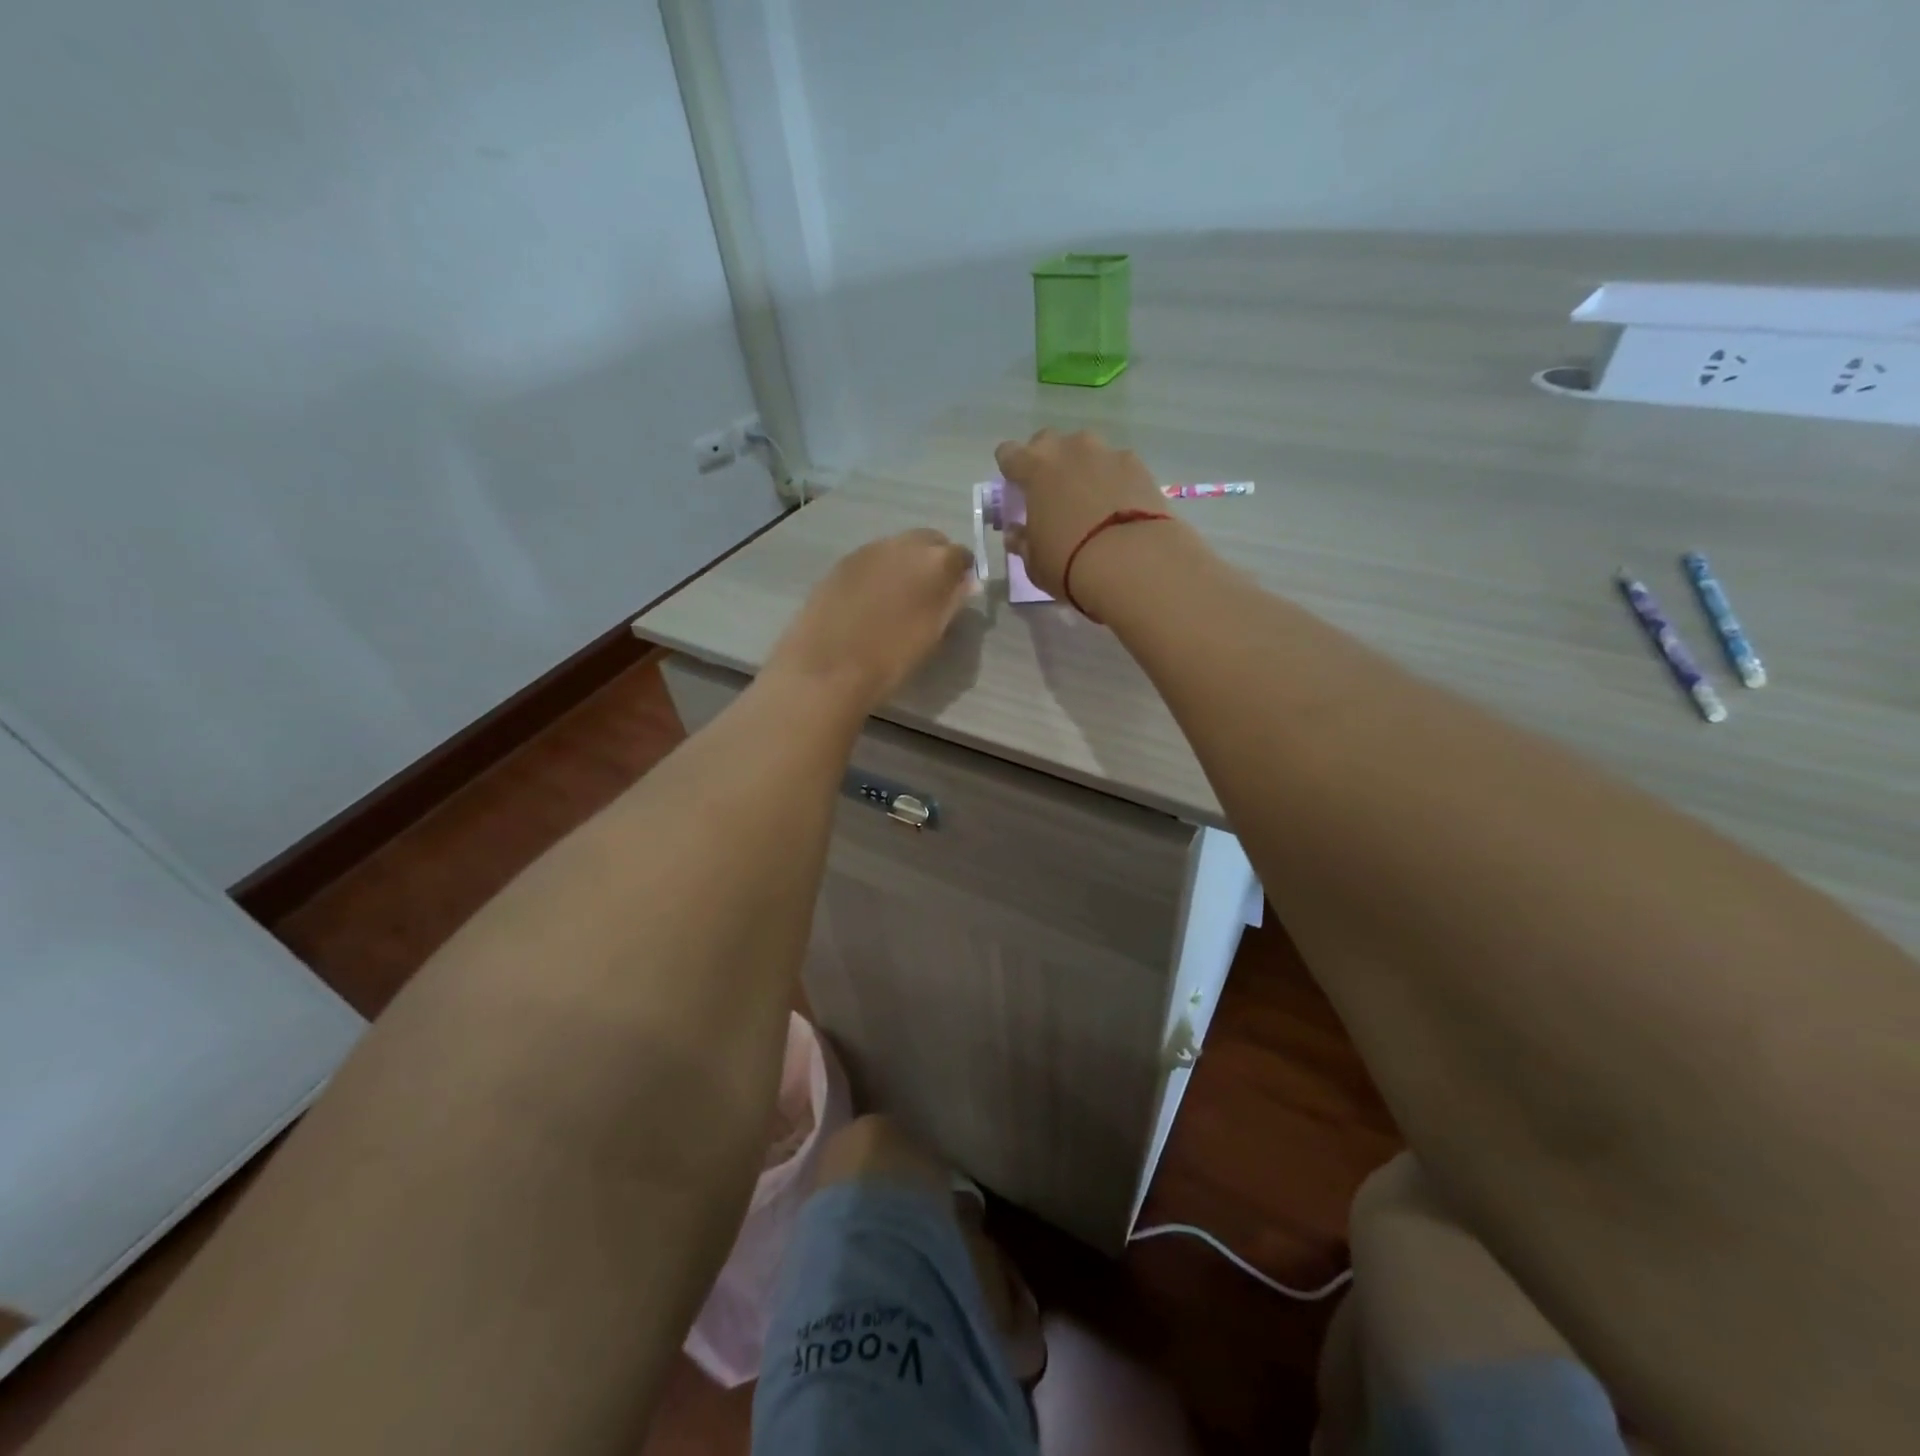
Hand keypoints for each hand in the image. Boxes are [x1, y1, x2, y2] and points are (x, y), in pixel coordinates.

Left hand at [765, 529, 975, 713]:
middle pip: (929, 541)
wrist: (828, 667)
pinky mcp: (842, 562)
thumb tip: (966, 583)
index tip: (957, 593)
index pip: (961, 554)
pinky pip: (872, 559)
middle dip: (934, 561)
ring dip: (905, 564)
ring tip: (898, 599)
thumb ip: (953, 601)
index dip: (962, 573)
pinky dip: (879, 572)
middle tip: (929, 594)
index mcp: (934, 562)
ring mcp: (869, 550)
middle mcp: (903, 544)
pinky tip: (870, 600)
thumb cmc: (891, 658)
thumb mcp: (933, 634)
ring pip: (898, 548)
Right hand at [993, 429, 1171, 597]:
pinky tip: (1120, 507)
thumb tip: (1016, 532)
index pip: (1009, 453)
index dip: (1010, 469)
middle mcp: (1069, 449)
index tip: (1016, 489)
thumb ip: (1022, 541)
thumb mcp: (1034, 562)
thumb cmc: (1069, 563)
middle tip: (1052, 493)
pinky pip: (1117, 465)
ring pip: (1086, 451)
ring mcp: (1107, 453)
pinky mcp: (1138, 465)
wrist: (1132, 562)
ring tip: (1091, 502)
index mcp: (1034, 468)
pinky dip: (1114, 480)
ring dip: (1083, 469)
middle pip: (1048, 442)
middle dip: (1047, 462)